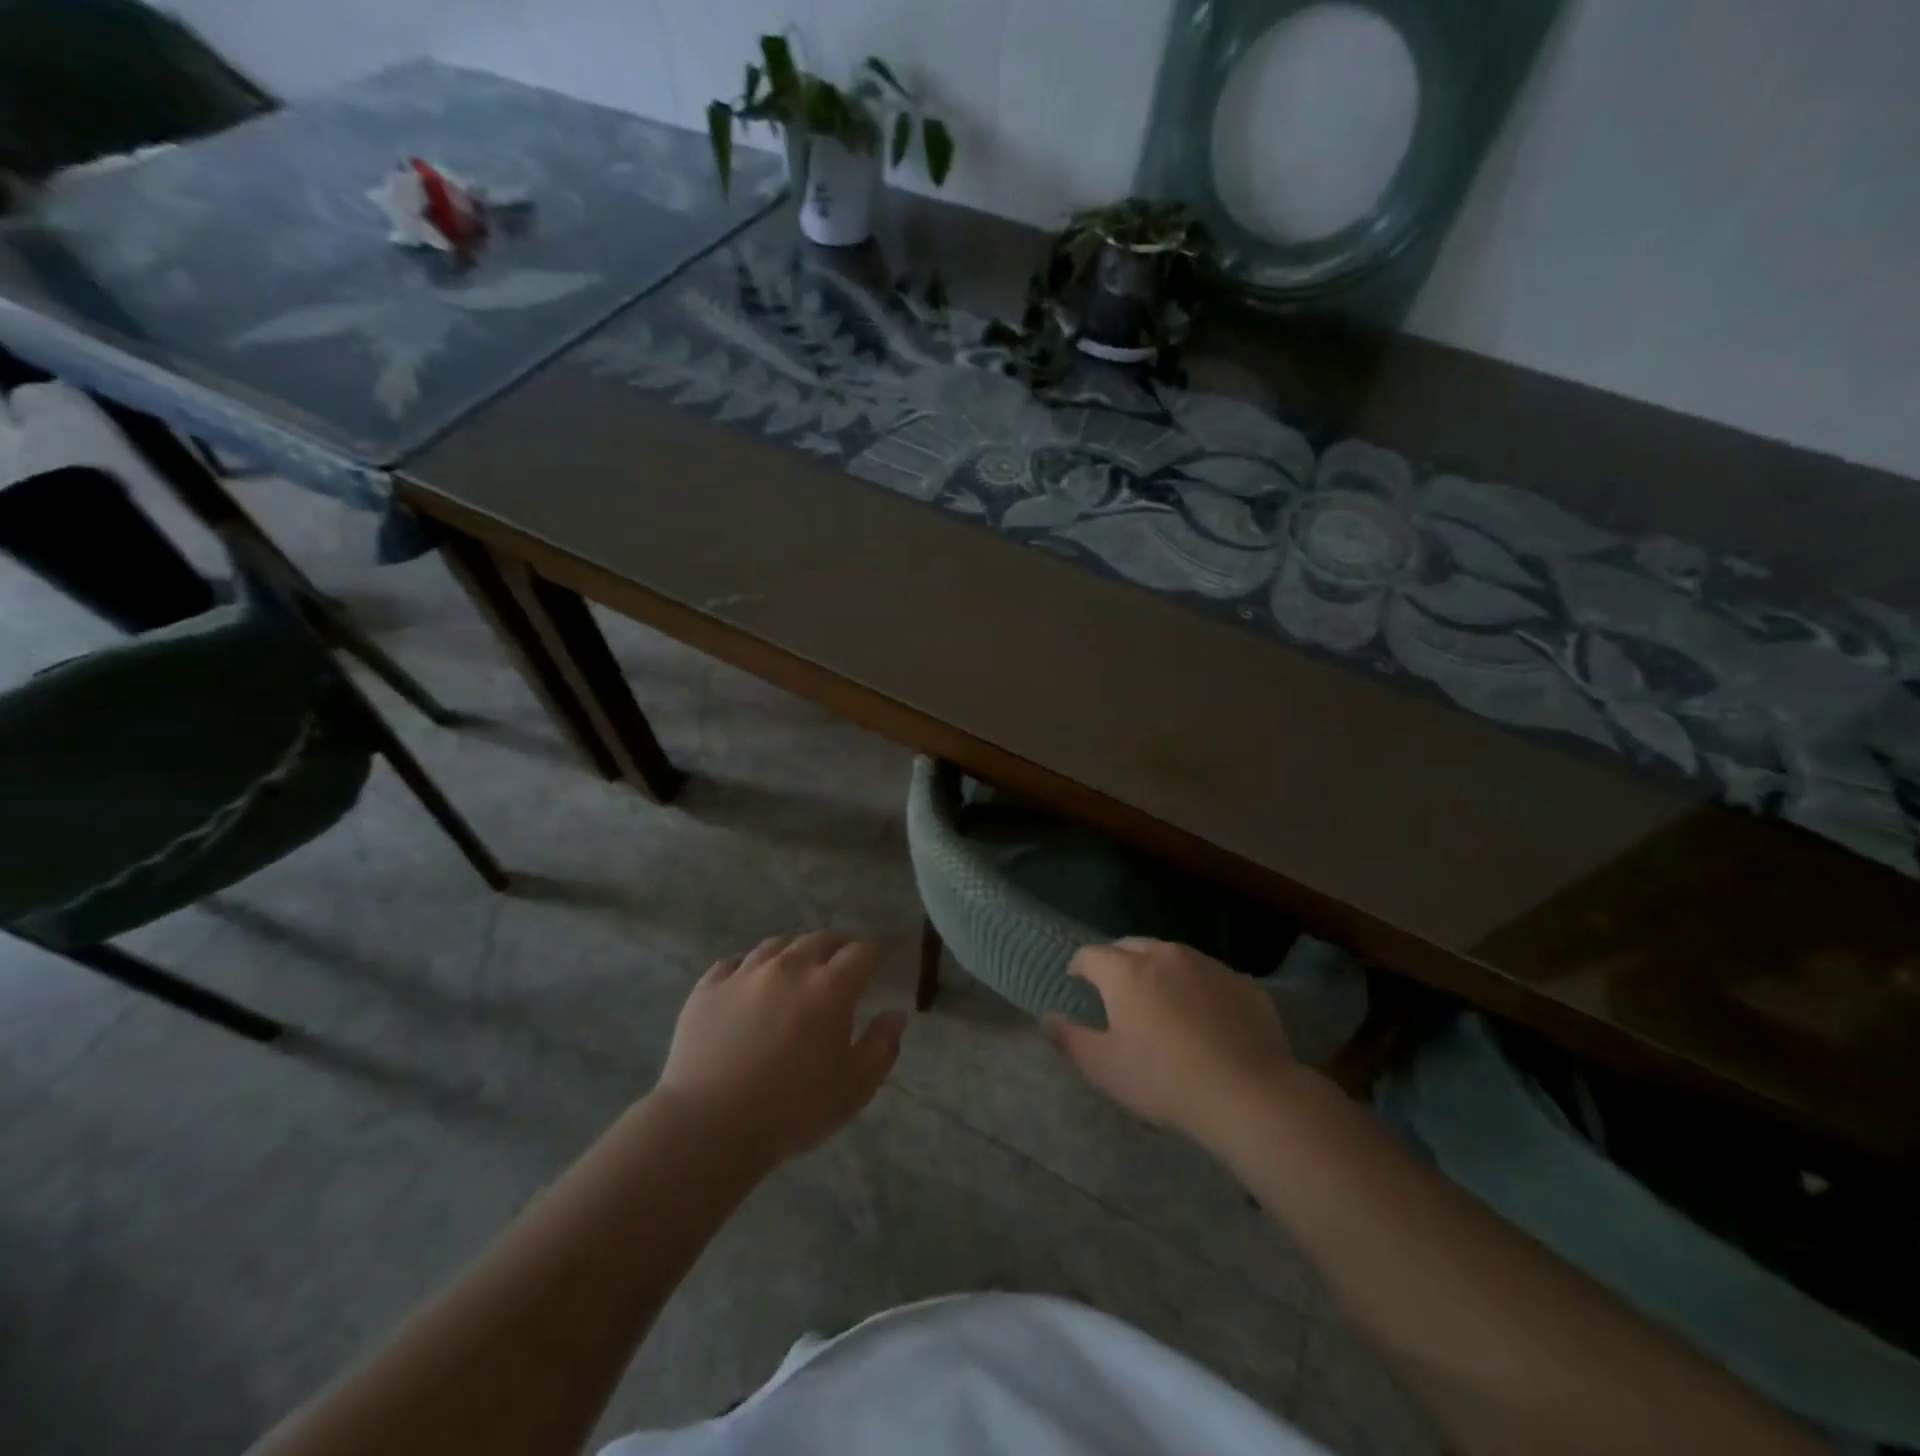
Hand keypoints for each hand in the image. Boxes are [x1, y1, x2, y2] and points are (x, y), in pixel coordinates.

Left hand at [655, 932, 907, 1165]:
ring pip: (777, 944)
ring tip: (798, 967)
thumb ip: (882, 1044)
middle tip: (843, 963)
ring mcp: (745, 973)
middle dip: (838, 946)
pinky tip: (750, 981)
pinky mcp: (708, 988)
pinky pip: (734, 962)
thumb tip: (896, 1013)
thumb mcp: (855, 1086)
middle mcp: (790, 967)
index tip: (882, 960)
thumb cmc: (793, 1109)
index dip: (876, 952)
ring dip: (795, 951)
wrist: (709, 1126)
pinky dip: (750, 965)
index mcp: (830, 987)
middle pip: (820, 939)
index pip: (863, 952)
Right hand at [1043, 938, 1299, 1143]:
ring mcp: (1207, 965)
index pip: (1091, 954)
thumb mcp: (1104, 1068)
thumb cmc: (1165, 1080)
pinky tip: (1203, 1017)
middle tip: (1115, 990)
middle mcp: (1165, 955)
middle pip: (1131, 946)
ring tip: (1159, 1000)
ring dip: (1158, 970)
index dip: (1079, 966)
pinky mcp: (1242, 983)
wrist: (1249, 1094)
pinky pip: (1208, 976)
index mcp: (1126, 972)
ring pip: (1172, 956)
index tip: (1077, 980)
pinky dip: (1196, 987)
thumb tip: (1046, 1018)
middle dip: (1117, 962)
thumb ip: (1068, 1039)